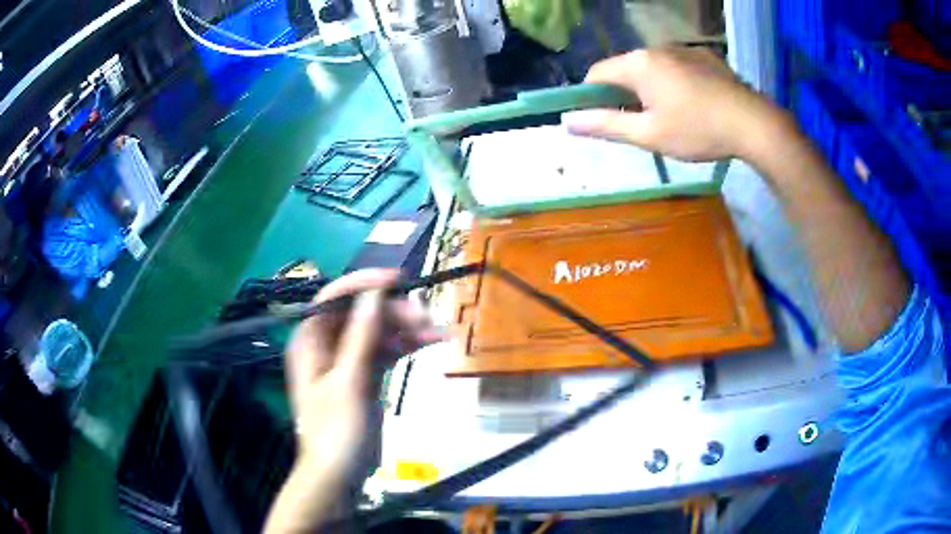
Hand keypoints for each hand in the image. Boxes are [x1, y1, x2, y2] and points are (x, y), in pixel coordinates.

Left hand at [283, 269, 439, 496]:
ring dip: (405, 328)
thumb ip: (360, 337)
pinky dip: (405, 345)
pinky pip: (384, 350)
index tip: (397, 281)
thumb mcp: (348, 383)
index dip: (363, 284)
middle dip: (392, 312)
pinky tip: (428, 342)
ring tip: (437, 331)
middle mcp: (326, 344)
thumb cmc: (336, 430)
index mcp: (309, 340)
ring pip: (376, 331)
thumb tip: (374, 293)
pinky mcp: (364, 375)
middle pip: (359, 313)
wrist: (340, 475)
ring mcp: (346, 359)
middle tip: (425, 316)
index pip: (333, 298)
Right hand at [562, 47, 787, 161]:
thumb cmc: (698, 130)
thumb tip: (567, 121)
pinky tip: (694, 103)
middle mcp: (656, 48)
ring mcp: (684, 49)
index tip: (603, 119)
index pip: (597, 73)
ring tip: (672, 116)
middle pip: (626, 69)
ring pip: (653, 67)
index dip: (592, 97)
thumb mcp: (648, 135)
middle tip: (641, 124)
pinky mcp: (705, 56)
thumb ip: (606, 125)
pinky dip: (674, 82)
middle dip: (625, 94)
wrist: (754, 124)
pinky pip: (677, 66)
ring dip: (650, 88)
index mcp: (638, 63)